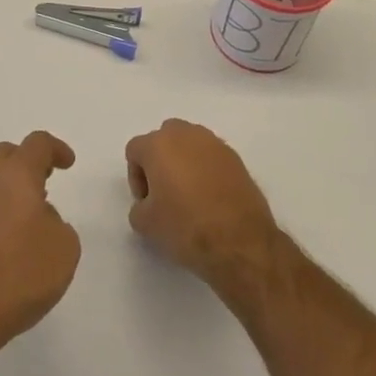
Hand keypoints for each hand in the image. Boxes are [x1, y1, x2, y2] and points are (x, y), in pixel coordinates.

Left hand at [0, 132, 80, 354]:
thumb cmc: (21, 271)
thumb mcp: (64, 247)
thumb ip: (58, 223)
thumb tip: (40, 218)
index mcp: (16, 174)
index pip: (37, 144)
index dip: (56, 149)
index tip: (69, 164)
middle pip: (8, 154)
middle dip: (29, 161)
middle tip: (48, 179)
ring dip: (13, 186)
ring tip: (34, 213)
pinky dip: (1, 207)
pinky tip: (14, 235)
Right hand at [125, 119, 279, 292]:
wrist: (240, 241)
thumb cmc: (186, 226)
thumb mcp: (146, 224)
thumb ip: (138, 207)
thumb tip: (148, 204)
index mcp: (159, 144)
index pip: (135, 150)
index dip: (136, 177)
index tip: (146, 202)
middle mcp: (186, 134)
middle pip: (164, 139)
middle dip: (160, 161)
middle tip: (164, 192)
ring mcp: (215, 144)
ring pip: (190, 144)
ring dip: (184, 162)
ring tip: (190, 195)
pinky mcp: (237, 158)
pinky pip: (212, 157)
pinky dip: (207, 171)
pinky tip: (211, 199)